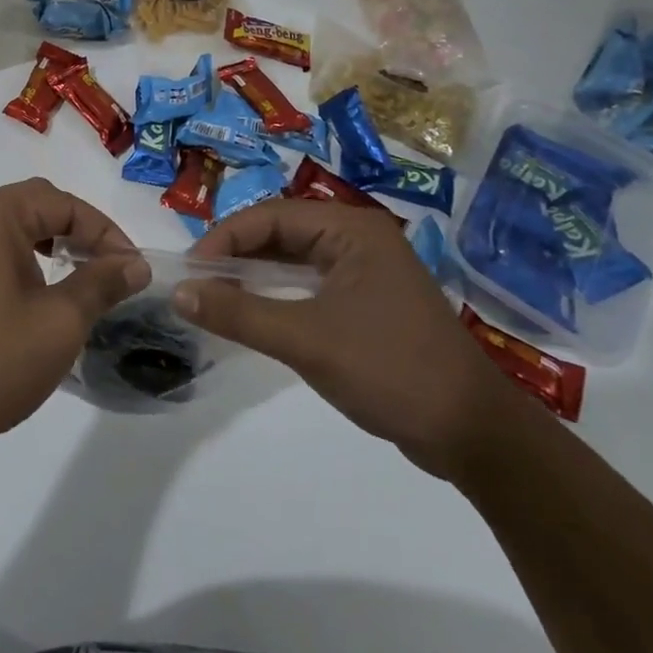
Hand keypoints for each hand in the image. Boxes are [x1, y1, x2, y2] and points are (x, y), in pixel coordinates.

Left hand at [0, 179, 146, 465]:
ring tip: (78, 281)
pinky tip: (34, 297)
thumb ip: (101, 284)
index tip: (134, 270)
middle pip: (33, 206)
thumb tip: (135, 264)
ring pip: (9, 228)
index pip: (62, 203)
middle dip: (78, 233)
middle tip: (110, 270)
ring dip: (48, 246)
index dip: (105, 232)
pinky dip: (19, 261)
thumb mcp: (59, 322)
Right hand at [179, 201, 513, 479]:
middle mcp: (359, 238)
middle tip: (198, 281)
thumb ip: (239, 312)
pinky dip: (278, 291)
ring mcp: (367, 270)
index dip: (224, 238)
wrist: (473, 435)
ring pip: (294, 258)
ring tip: (216, 293)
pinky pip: (310, 282)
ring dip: (255, 272)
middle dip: (237, 253)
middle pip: (281, 232)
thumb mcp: (305, 340)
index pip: (270, 217)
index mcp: (351, 230)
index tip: (190, 270)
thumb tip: (179, 292)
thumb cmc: (390, 371)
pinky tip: (255, 310)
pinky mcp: (369, 301)